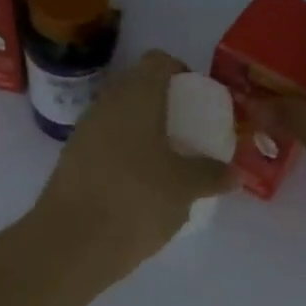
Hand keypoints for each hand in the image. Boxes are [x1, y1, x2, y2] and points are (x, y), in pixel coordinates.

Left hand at [34, 50, 236, 281]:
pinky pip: (105, 145)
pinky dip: (125, 155)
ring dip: (143, 132)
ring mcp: (84, 133)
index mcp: (136, 97)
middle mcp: (106, 106)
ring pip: (119, 119)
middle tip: (189, 131)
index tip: (197, 98)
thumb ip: (211, 175)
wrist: (71, 243)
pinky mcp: (71, 162)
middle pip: (137, 89)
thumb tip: (234, 174)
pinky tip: (142, 185)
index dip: (180, 72)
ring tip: (169, 161)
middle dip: (164, 105)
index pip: (158, 61)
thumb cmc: (137, 200)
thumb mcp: (185, 188)